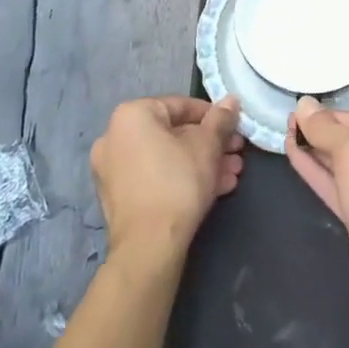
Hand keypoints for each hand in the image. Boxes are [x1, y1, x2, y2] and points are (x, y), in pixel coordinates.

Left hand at [91, 95, 243, 264]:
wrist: (148, 247)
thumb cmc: (178, 182)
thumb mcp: (208, 146)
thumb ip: (221, 119)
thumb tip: (232, 100)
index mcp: (132, 115)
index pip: (181, 105)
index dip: (213, 117)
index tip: (234, 129)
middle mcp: (115, 137)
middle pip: (174, 134)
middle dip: (210, 145)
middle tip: (236, 154)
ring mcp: (112, 170)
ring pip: (167, 158)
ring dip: (201, 163)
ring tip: (231, 175)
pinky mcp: (118, 198)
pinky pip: (155, 177)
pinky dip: (181, 179)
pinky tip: (214, 190)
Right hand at [286, 99, 348, 330]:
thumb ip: (326, 128)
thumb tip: (304, 103)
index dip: (328, 116)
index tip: (296, 110)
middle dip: (320, 134)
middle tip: (286, 123)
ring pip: (344, 167)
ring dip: (315, 152)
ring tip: (285, 136)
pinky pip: (339, 189)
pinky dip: (318, 173)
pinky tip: (294, 157)